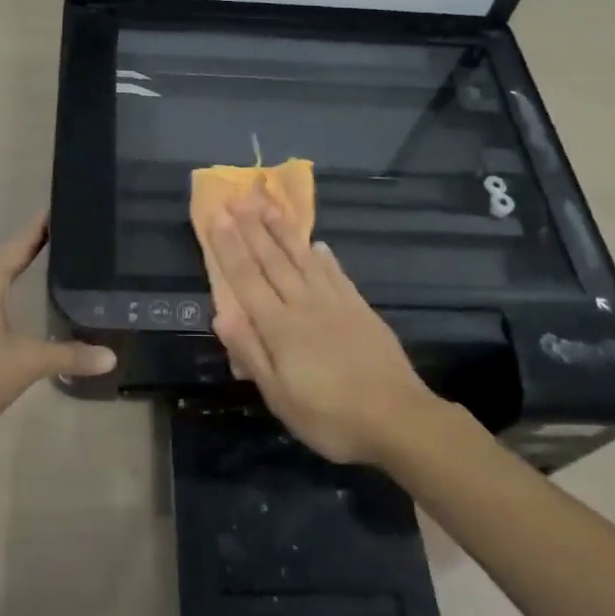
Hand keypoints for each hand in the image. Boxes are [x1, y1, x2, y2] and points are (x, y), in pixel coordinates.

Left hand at [0, 211, 115, 437]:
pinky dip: (6, 282)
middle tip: (65, 231)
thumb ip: (70, 355)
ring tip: (49, 254)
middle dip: (33, 242)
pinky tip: (21, 290)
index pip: (18, 244)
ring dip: (18, 263)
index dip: (39, 226)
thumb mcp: (29, 362)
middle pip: (5, 254)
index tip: (60, 207)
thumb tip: (111, 357)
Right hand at [207, 196, 434, 464]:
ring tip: (269, 205)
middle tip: (238, 197)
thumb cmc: (330, 416)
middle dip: (252, 227)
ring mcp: (334, 303)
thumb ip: (250, 352)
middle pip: (272, 260)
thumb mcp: (279, 397)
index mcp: (279, 327)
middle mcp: (304, 304)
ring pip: (302, 258)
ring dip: (283, 231)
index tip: (217, 217)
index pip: (247, 278)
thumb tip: (221, 315)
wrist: (398, 418)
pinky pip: (336, 273)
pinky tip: (316, 243)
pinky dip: (323, 256)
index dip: (229, 247)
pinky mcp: (359, 308)